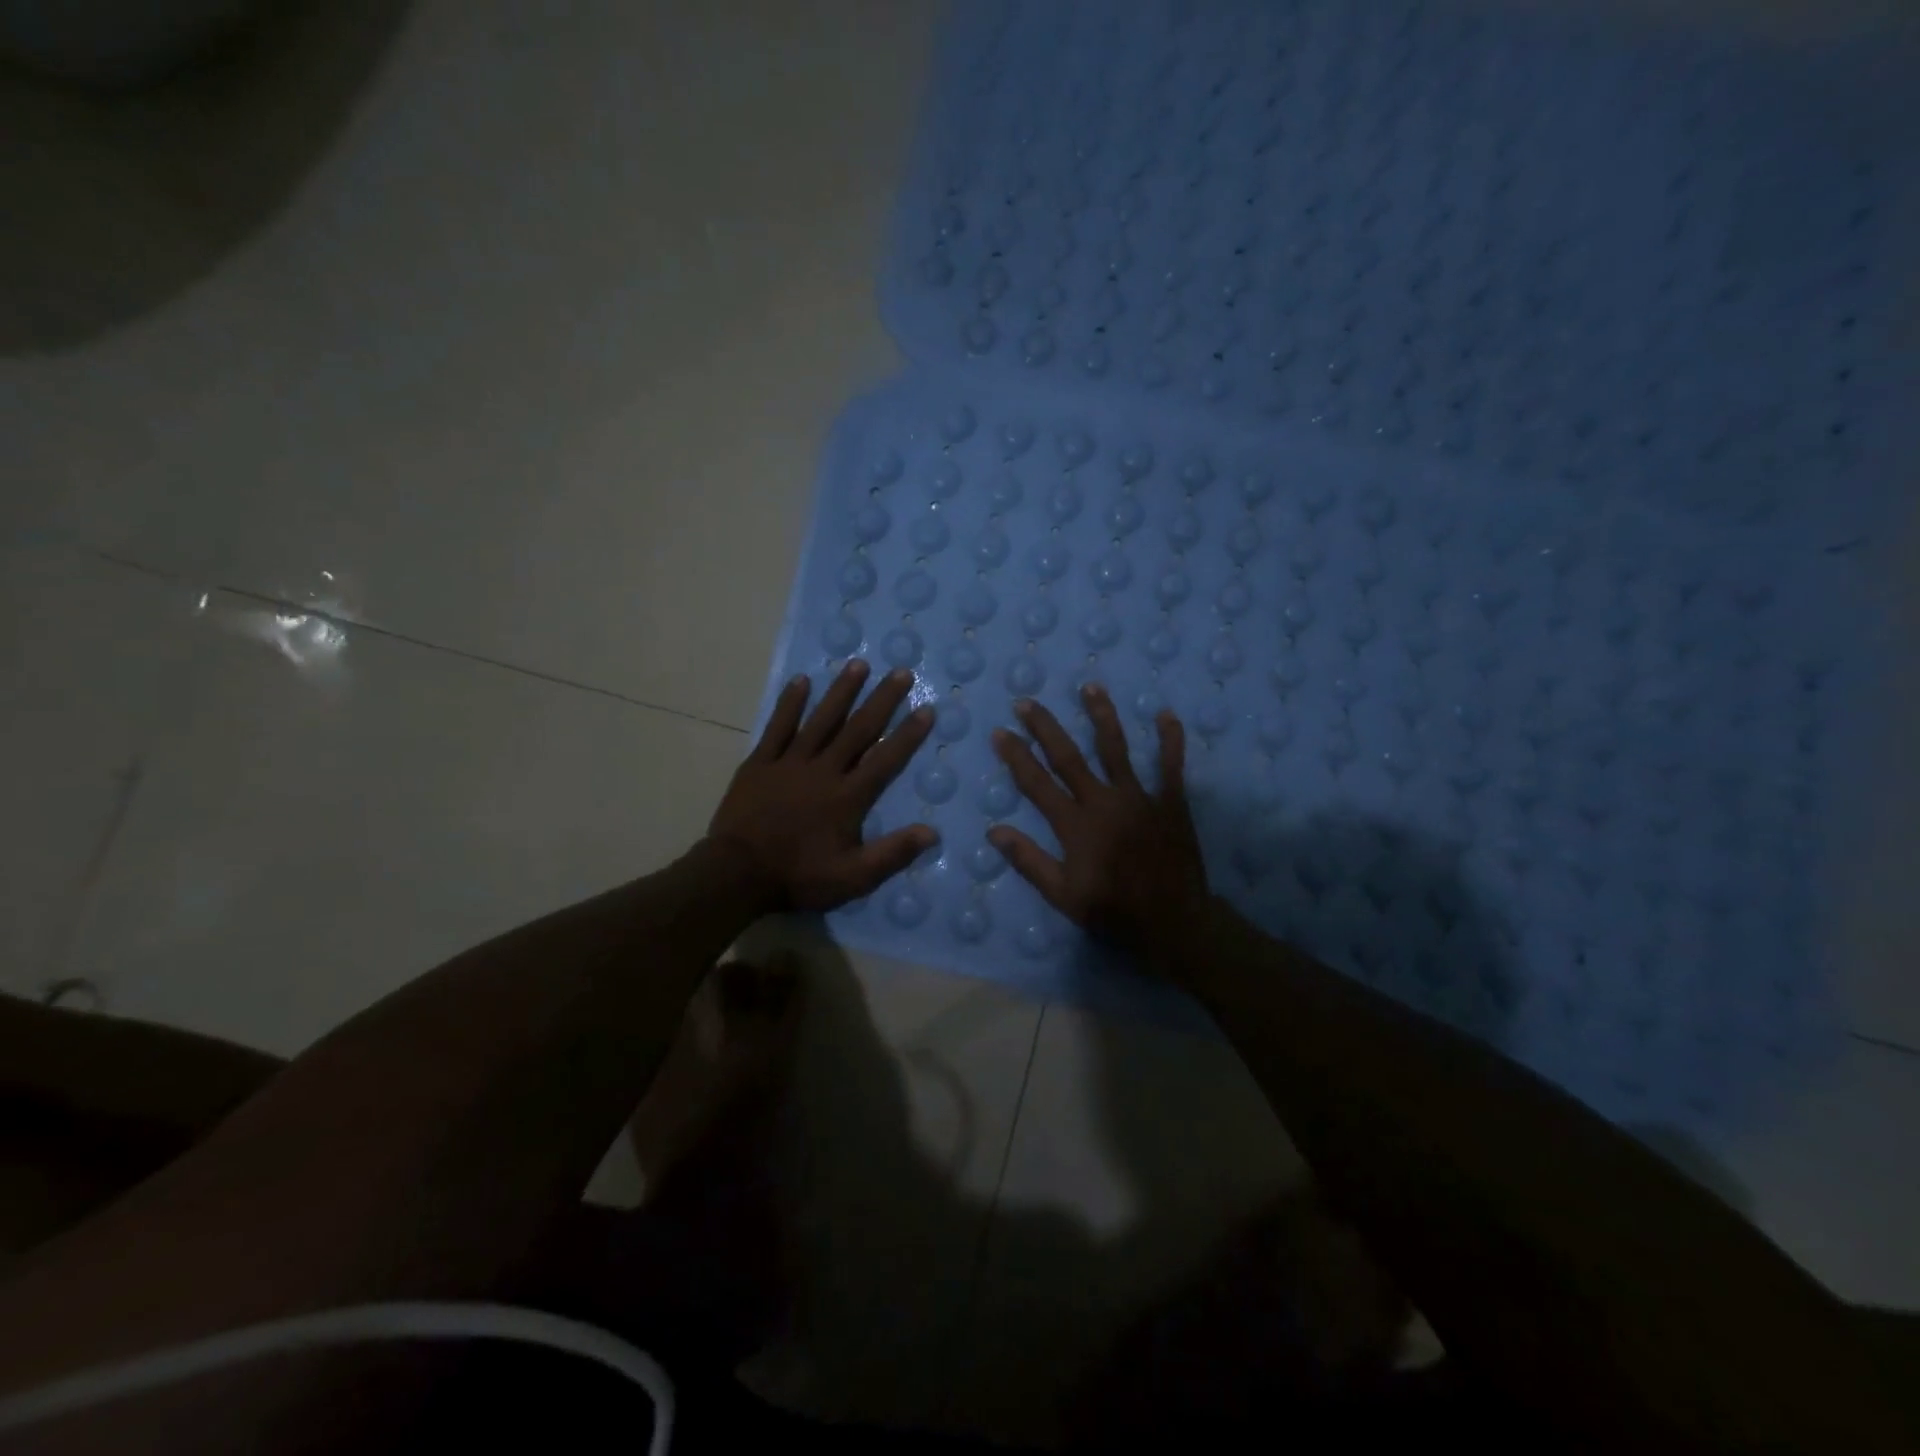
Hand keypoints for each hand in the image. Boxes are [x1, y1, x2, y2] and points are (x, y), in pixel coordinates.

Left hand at [710, 660, 936, 911]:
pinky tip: (802, 681)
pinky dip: (790, 704)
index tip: (926, 709)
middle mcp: (823, 770)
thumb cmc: (798, 876)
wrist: (736, 874)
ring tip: (858, 664)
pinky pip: (778, 727)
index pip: (885, 759)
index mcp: (848, 796)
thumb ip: (892, 853)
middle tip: (901, 672)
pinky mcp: (760, 763)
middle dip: (882, 700)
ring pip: (821, 720)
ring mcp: (789, 762)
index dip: (908, 734)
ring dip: (841, 692)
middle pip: (858, 729)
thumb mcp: (852, 878)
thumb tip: (932, 832)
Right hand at [988, 684, 1209, 957]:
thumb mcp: (1062, 895)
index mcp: (1075, 824)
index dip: (1017, 756)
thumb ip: (1028, 861)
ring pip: (1116, 749)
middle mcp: (1103, 801)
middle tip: (1027, 702)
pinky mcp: (1171, 802)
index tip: (1000, 732)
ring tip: (1090, 687)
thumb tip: (994, 831)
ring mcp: (1139, 798)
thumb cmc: (1113, 911)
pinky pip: (1171, 766)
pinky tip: (1166, 714)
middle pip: (1069, 757)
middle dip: (1045, 727)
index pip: (1037, 783)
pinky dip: (1170, 740)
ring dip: (1101, 716)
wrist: (1174, 922)